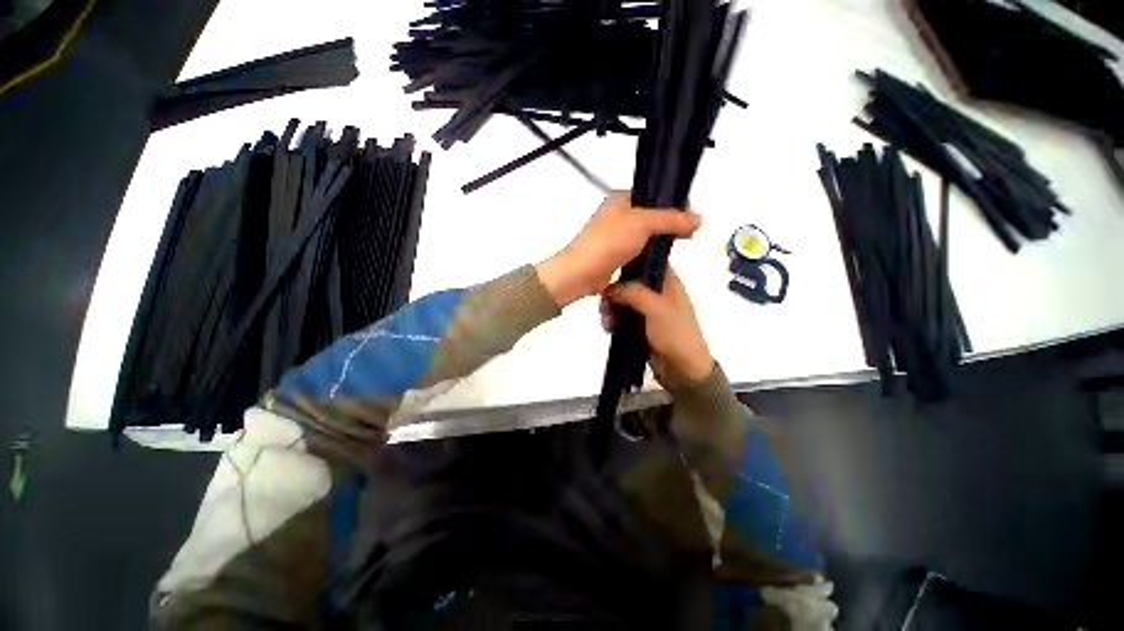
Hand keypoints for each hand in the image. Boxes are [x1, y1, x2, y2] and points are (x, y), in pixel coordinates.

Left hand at [535, 191, 701, 306]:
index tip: (691, 217)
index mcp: (619, 199)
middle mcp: (616, 215)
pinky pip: (636, 250)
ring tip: (680, 245)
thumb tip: (700, 218)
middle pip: (649, 216)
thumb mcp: (642, 224)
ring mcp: (614, 236)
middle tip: (689, 233)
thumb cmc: (608, 242)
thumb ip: (671, 219)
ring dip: (659, 240)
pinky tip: (662, 259)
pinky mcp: (614, 255)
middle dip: (669, 224)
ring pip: (643, 235)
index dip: (673, 204)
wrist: (581, 273)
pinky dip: (649, 253)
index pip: (653, 195)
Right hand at [601, 267, 713, 383]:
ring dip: (611, 307)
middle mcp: (656, 290)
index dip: (628, 260)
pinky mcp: (639, 322)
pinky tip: (609, 327)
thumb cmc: (675, 334)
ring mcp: (647, 307)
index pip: (646, 259)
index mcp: (667, 280)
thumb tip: (610, 289)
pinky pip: (621, 313)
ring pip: (622, 297)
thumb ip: (634, 293)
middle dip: (613, 291)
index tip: (609, 268)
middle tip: (605, 305)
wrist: (683, 369)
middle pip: (628, 280)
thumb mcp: (657, 309)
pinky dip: (613, 318)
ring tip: (607, 322)